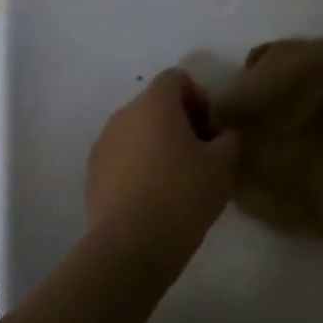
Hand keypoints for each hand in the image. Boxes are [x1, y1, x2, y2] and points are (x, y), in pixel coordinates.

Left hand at [86, 69, 239, 253]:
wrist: (132, 245)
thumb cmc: (183, 194)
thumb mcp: (224, 164)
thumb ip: (229, 138)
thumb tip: (223, 135)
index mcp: (154, 104)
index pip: (176, 78)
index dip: (199, 97)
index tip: (212, 130)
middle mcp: (123, 115)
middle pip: (155, 105)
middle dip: (180, 123)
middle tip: (201, 155)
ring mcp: (103, 145)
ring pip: (137, 132)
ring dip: (158, 145)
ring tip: (177, 180)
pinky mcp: (93, 174)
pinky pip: (122, 158)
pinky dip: (139, 167)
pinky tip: (154, 198)